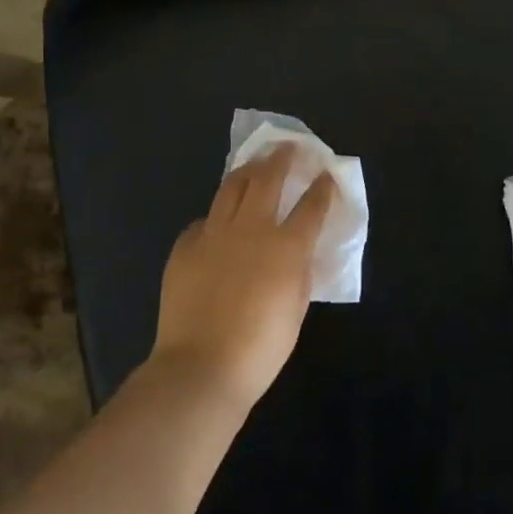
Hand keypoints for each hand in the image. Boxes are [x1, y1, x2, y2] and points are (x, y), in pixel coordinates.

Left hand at [149, 144, 336, 410]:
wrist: (201, 366)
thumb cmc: (260, 347)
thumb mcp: (295, 309)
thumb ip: (300, 273)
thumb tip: (298, 253)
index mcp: (286, 246)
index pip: (311, 206)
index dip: (322, 188)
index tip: (326, 175)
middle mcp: (251, 228)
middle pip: (269, 178)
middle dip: (283, 158)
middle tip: (290, 148)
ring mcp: (214, 233)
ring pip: (232, 186)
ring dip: (249, 170)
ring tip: (257, 164)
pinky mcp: (186, 245)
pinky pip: (205, 220)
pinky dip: (218, 215)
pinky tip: (220, 221)